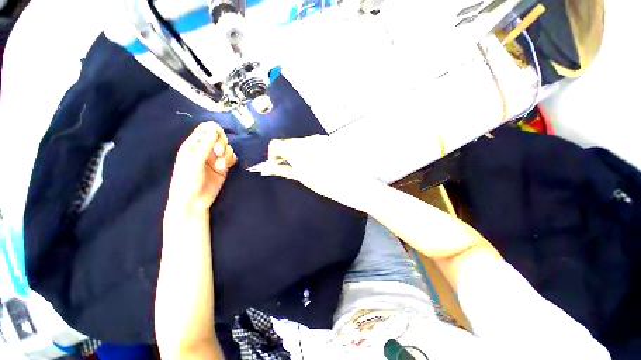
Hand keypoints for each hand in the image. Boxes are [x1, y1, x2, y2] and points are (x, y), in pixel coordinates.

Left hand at [167, 122, 237, 211]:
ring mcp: (215, 158)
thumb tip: (215, 128)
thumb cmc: (188, 180)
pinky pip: (231, 158)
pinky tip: (225, 167)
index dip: (214, 130)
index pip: (206, 128)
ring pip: (227, 148)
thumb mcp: (195, 160)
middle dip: (222, 143)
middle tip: (219, 152)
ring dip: (227, 155)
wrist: (194, 201)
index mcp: (194, 145)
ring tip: (220, 165)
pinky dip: (230, 160)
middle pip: (219, 137)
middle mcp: (205, 149)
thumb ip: (205, 144)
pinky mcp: (223, 167)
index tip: (218, 137)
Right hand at [256, 135, 380, 211]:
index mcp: (298, 149)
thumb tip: (268, 167)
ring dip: (299, 152)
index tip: (277, 165)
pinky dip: (310, 151)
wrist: (353, 183)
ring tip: (308, 167)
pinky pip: (314, 143)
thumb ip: (284, 169)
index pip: (276, 144)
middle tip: (293, 168)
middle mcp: (308, 139)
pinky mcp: (329, 141)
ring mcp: (320, 139)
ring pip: (302, 143)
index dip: (273, 155)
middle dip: (287, 154)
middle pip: (289, 143)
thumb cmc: (326, 184)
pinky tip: (319, 162)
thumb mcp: (303, 178)